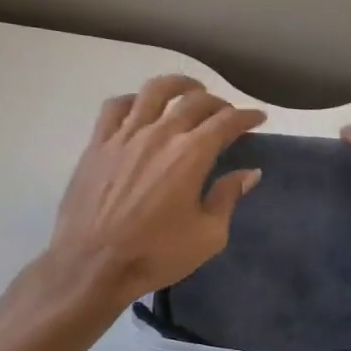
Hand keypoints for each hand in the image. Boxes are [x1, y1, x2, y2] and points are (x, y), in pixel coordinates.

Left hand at [44, 75, 265, 308]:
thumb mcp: (208, 235)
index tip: (258, 117)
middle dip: (218, 102)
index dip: (247, 116)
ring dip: (178, 85)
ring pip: (154, 92)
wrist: (92, 265)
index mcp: (191, 155)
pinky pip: (116, 107)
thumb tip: (249, 173)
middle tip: (227, 112)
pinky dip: (134, 100)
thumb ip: (228, 197)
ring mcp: (125, 136)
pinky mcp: (97, 144)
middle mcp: (160, 134)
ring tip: (188, 89)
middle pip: (194, 101)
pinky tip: (141, 107)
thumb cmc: (156, 254)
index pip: (227, 121)